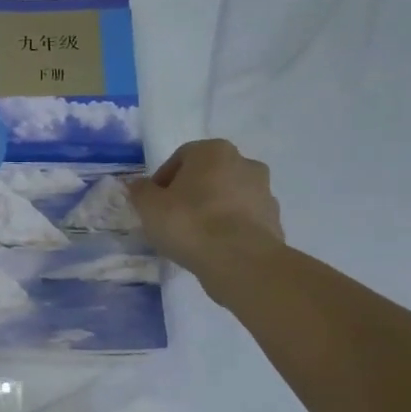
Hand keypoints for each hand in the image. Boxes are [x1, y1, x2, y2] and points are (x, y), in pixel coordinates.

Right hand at [128, 139, 284, 301]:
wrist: (240, 260)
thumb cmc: (189, 223)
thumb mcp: (149, 206)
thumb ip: (140, 191)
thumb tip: (137, 184)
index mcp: (214, 151)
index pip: (181, 157)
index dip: (162, 180)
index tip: (153, 203)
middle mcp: (244, 162)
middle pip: (208, 175)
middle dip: (190, 193)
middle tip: (171, 217)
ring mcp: (264, 191)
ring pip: (228, 197)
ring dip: (211, 210)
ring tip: (193, 236)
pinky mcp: (273, 219)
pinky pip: (243, 219)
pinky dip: (229, 228)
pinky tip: (214, 247)